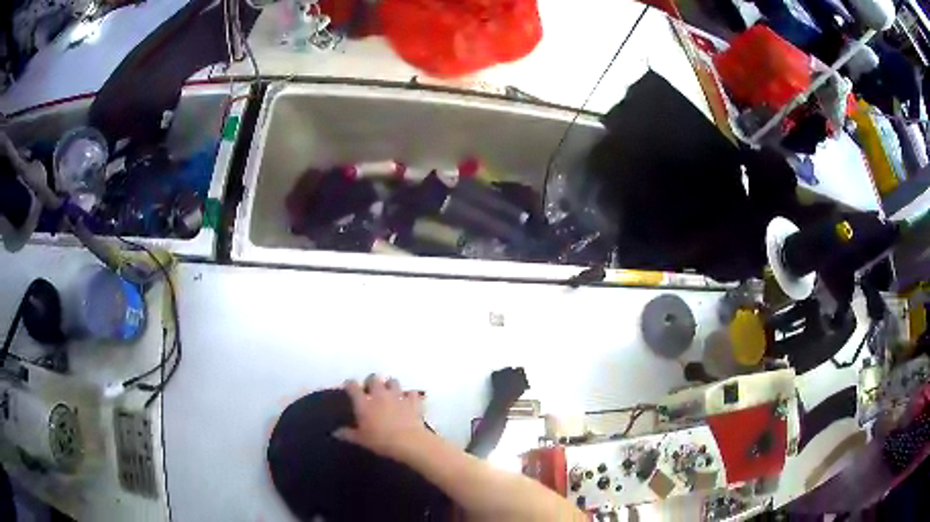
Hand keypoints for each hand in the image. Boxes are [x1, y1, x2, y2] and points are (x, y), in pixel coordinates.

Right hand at [334, 374, 430, 460]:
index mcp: (364, 402)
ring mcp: (398, 396)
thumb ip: (348, 434)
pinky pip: (412, 393)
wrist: (409, 442)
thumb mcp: (361, 440)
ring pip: (393, 381)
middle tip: (370, 390)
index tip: (349, 387)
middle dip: (371, 381)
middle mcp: (380, 394)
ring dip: (390, 385)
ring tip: (389, 393)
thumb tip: (335, 432)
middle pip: (374, 378)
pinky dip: (410, 396)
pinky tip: (409, 401)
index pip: (352, 386)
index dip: (350, 384)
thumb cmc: (380, 441)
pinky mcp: (413, 401)